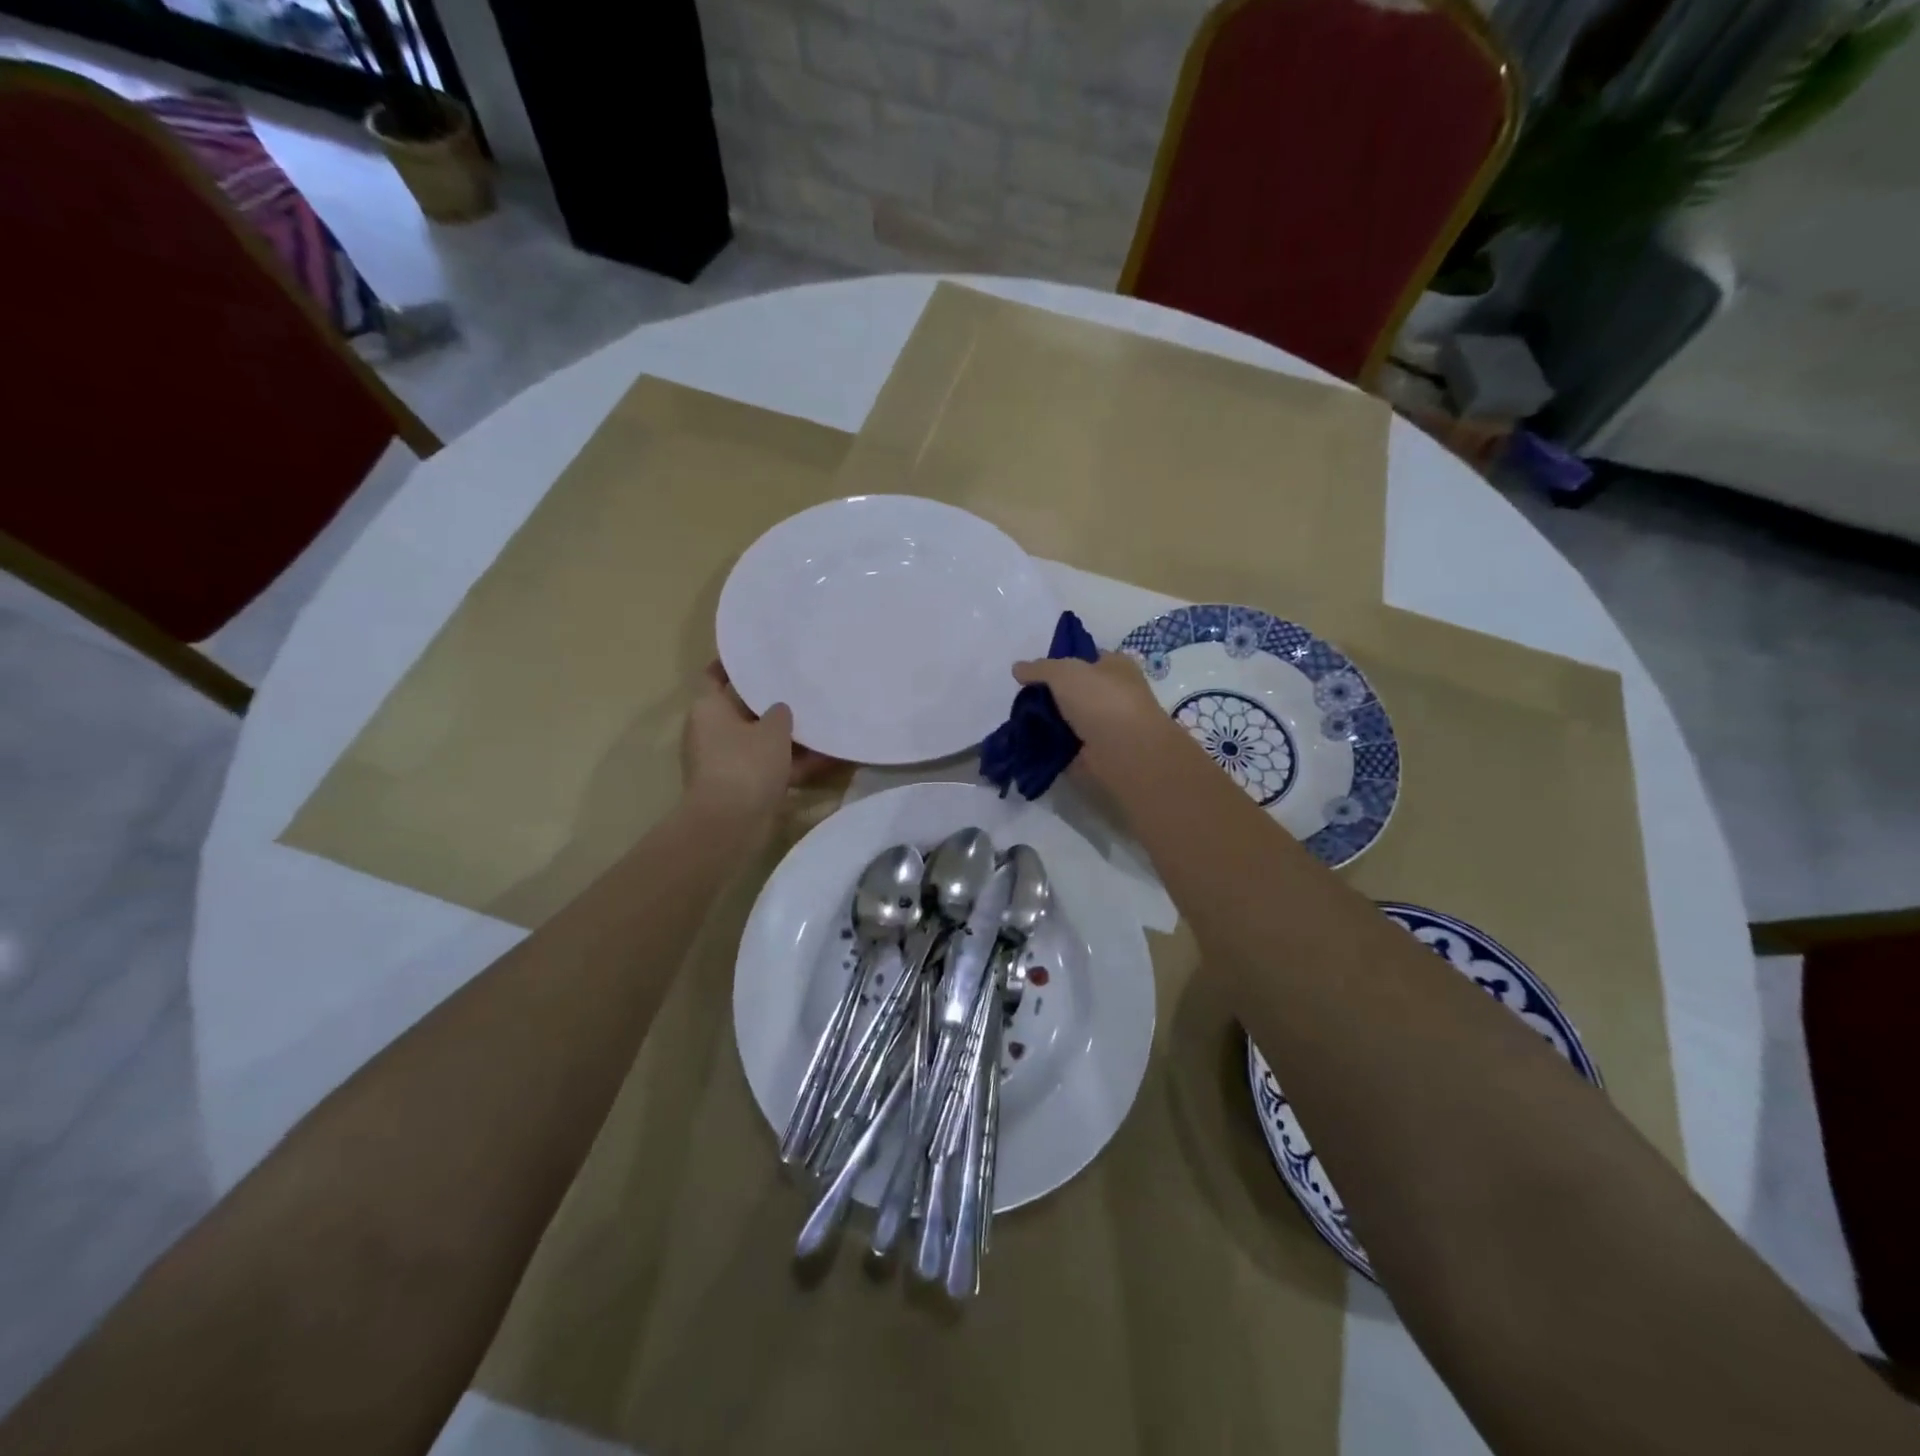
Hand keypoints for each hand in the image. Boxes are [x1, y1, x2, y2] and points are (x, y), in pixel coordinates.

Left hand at [683, 664, 833, 820]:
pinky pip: (769, 767)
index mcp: (708, 709)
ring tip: (822, 723)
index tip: (759, 656)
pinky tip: (826, 758)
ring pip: (760, 741)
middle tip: (801, 687)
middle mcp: (711, 732)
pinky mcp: (741, 786)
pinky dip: (792, 763)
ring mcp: (725, 761)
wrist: (730, 824)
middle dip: (771, 703)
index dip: (734, 665)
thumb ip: (780, 713)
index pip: (714, 676)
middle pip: (742, 710)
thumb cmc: (746, 764)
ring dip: (788, 737)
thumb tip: (779, 709)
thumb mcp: (772, 729)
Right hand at [1011, 652, 1180, 788]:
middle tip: (1020, 699)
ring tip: (1017, 721)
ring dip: (1045, 722)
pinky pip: (1062, 746)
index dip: (1059, 662)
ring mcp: (1103, 727)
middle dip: (1048, 695)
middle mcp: (1113, 695)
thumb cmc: (1101, 700)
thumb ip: (1039, 668)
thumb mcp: (1065, 672)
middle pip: (1072, 691)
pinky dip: (1046, 746)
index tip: (1031, 672)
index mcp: (1115, 667)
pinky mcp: (1092, 754)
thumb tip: (1017, 668)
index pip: (1085, 659)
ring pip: (1066, 719)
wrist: (1123, 752)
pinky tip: (1026, 742)